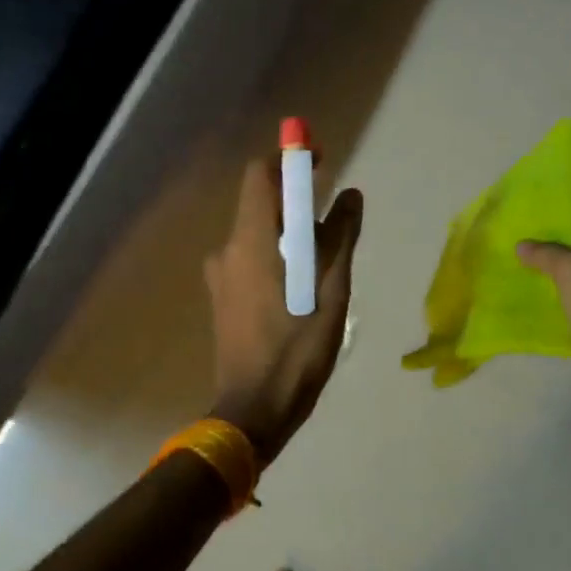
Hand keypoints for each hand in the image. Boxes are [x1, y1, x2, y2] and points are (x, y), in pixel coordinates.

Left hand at [206, 155, 362, 464]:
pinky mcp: (222, 297)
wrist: (253, 410)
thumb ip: (340, 237)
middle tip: (334, 222)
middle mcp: (229, 249)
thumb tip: (350, 196)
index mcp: (253, 241)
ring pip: (258, 234)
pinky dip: (276, 255)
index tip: (320, 163)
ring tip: (323, 263)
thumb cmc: (297, 350)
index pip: (260, 175)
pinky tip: (299, 288)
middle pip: (261, 203)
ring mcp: (221, 275)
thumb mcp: (332, 291)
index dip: (289, 160)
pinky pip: (250, 258)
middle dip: (296, 201)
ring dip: (289, 233)